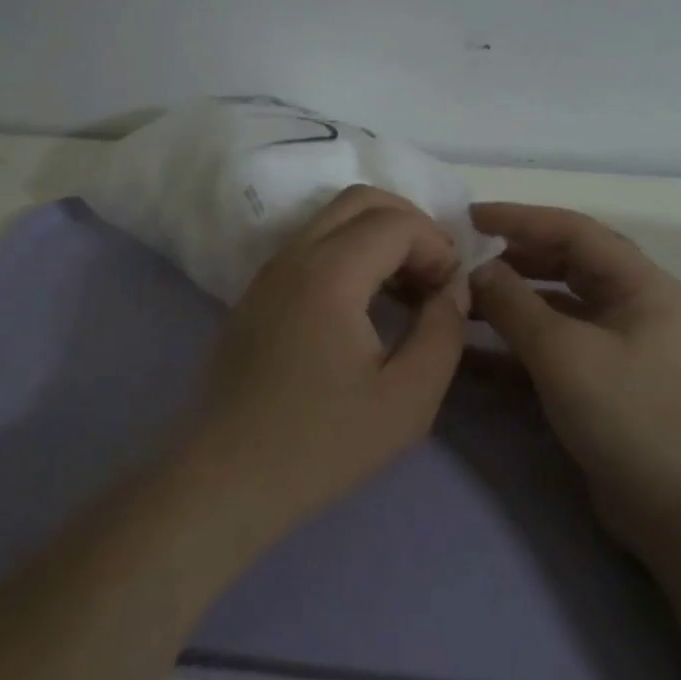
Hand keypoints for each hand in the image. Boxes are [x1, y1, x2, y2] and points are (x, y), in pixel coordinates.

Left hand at [189, 186, 470, 536]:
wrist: (226, 478)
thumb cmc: (321, 443)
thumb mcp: (408, 398)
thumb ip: (443, 331)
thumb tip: (454, 288)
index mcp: (329, 273)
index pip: (395, 222)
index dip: (437, 245)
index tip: (454, 289)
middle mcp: (293, 256)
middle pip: (359, 200)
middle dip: (409, 223)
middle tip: (436, 272)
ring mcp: (268, 272)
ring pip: (331, 220)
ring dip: (377, 237)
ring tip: (408, 289)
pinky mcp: (257, 294)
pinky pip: (310, 247)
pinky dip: (348, 253)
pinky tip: (367, 304)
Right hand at [468, 202, 680, 544]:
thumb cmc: (629, 414)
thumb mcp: (563, 352)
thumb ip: (514, 304)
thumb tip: (476, 270)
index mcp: (641, 285)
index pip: (574, 230)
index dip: (520, 219)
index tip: (469, 216)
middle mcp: (634, 307)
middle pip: (567, 265)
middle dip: (515, 258)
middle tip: (466, 258)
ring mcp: (620, 348)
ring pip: (558, 308)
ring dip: (512, 303)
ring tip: (464, 300)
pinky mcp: (604, 384)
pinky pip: (555, 349)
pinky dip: (518, 346)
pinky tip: (475, 352)